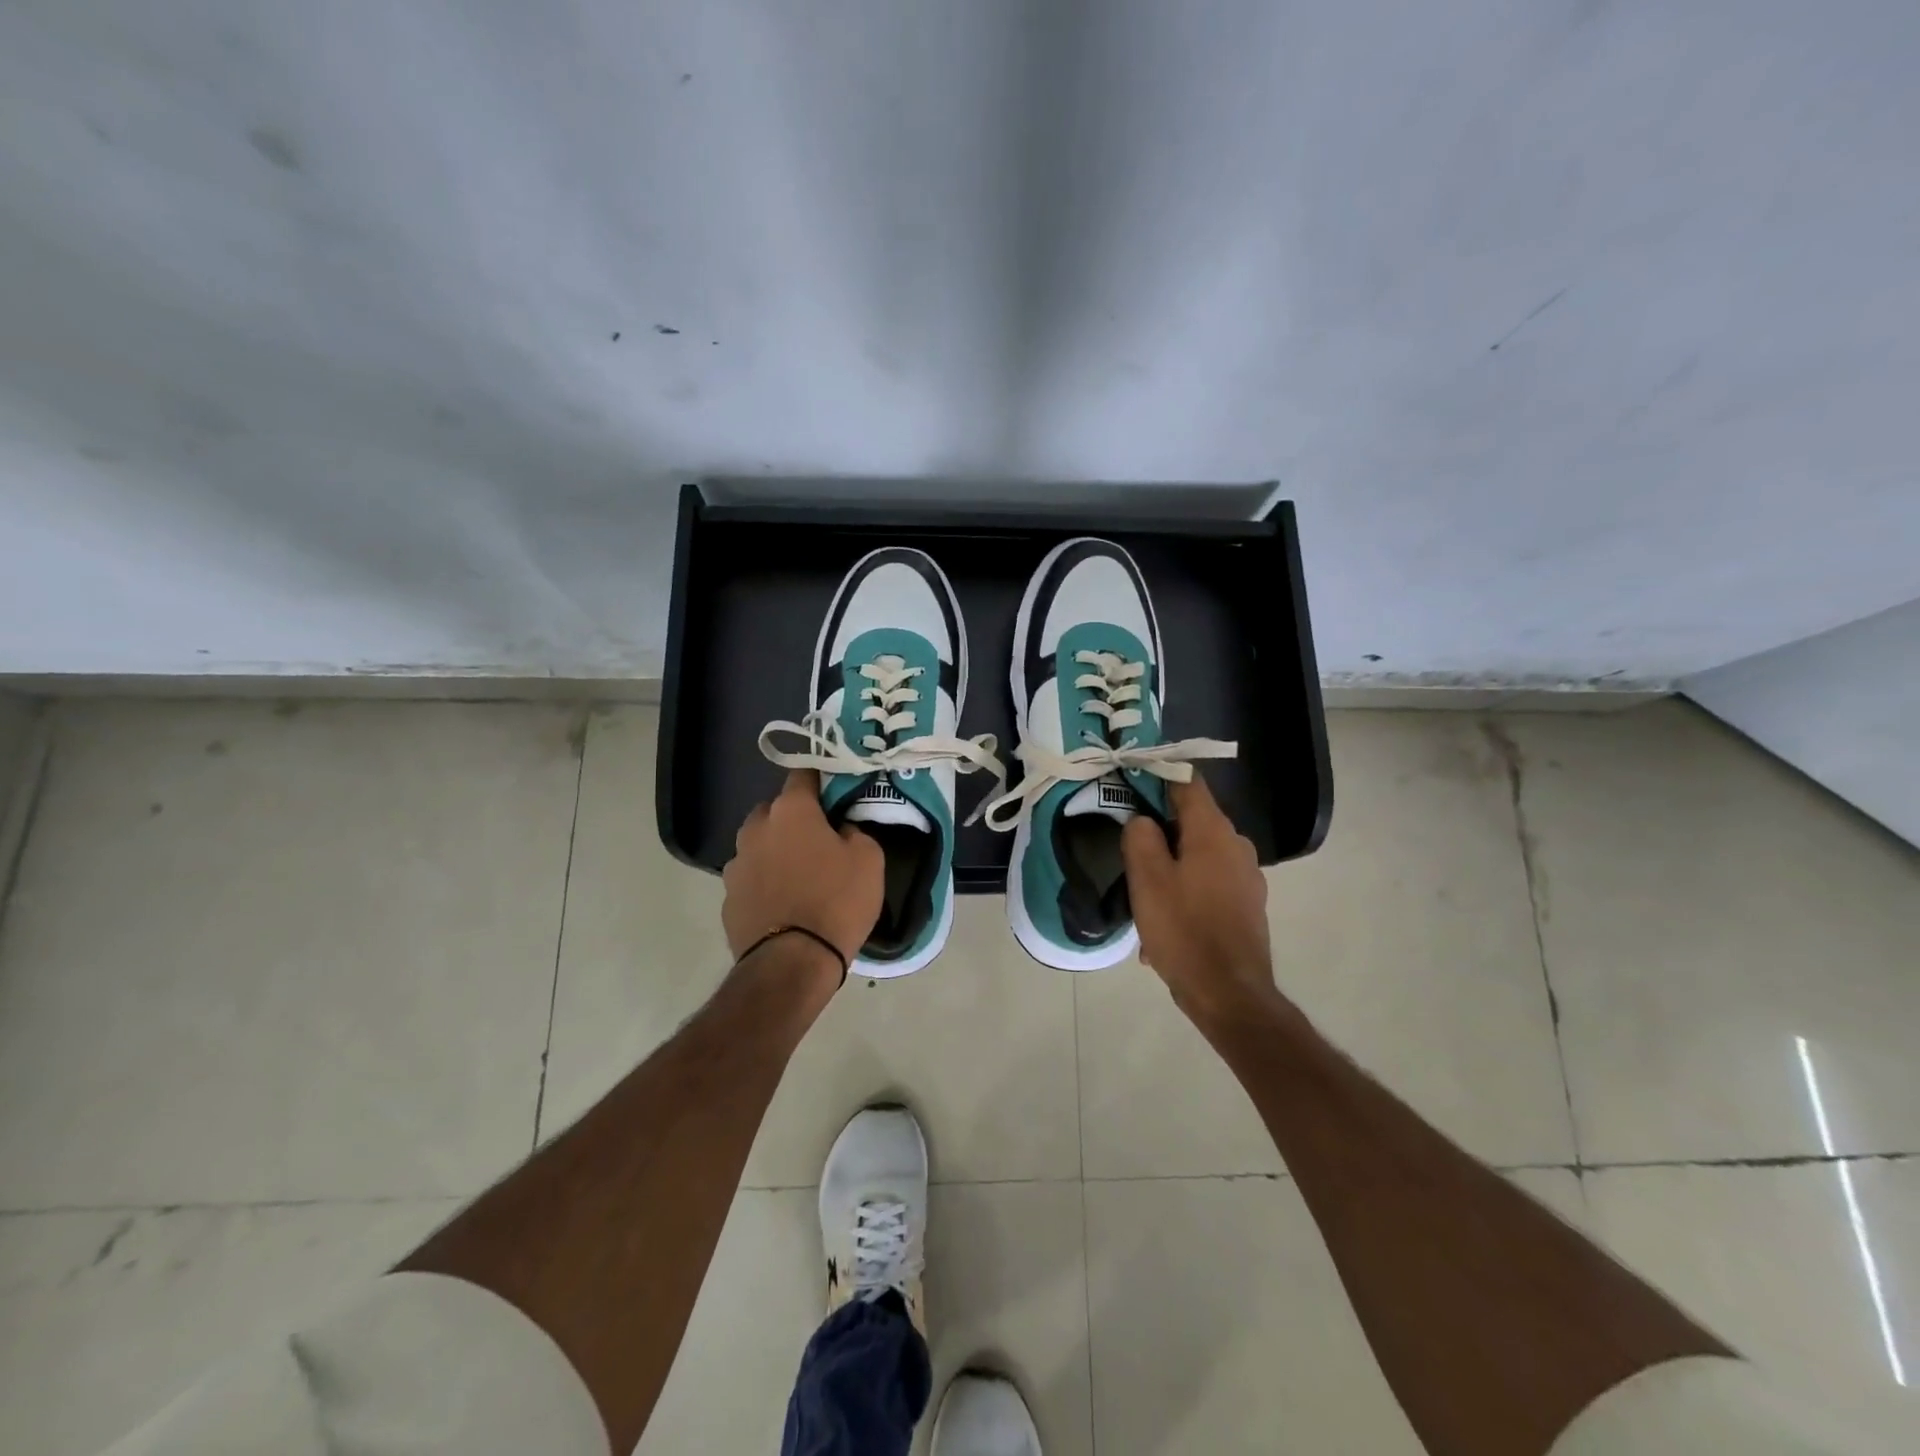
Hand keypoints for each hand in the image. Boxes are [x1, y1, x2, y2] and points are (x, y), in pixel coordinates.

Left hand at [723, 770, 884, 971]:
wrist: (792, 963)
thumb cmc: (837, 901)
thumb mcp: (869, 859)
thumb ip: (854, 831)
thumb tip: (840, 830)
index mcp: (791, 811)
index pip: (802, 775)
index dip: (820, 782)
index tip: (834, 795)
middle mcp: (756, 829)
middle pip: (774, 810)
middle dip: (792, 819)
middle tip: (818, 840)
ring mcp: (736, 864)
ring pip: (758, 845)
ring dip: (774, 851)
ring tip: (798, 876)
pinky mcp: (727, 898)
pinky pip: (750, 878)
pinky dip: (763, 883)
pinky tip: (782, 903)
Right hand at [1121, 772, 1285, 1028]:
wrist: (1229, 995)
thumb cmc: (1184, 930)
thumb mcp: (1147, 879)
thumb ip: (1141, 837)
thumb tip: (1143, 820)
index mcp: (1214, 832)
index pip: (1188, 782)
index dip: (1158, 775)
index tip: (1131, 780)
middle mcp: (1237, 847)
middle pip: (1192, 821)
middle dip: (1160, 831)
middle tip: (1129, 848)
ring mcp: (1246, 878)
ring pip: (1198, 857)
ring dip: (1170, 869)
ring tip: (1144, 898)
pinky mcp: (1247, 907)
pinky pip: (1208, 886)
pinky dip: (1186, 894)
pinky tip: (1164, 925)